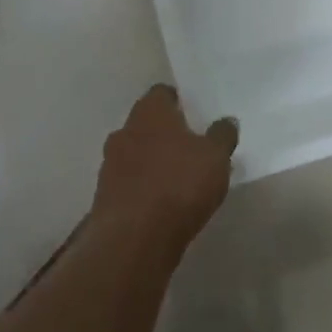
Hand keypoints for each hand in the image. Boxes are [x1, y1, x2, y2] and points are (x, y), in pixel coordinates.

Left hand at [92, 85, 238, 252]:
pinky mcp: (104, 196)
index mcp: (150, 112)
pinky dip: (143, 186)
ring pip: (135, 153)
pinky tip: (162, 202)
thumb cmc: (179, 184)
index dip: (179, 101)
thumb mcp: (216, 157)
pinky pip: (129, 182)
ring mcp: (109, 164)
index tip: (195, 114)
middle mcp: (124, 131)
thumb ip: (222, 135)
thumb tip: (226, 121)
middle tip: (190, 146)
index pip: (161, 93)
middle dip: (165, 132)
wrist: (134, 238)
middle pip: (146, 123)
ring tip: (178, 177)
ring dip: (152, 161)